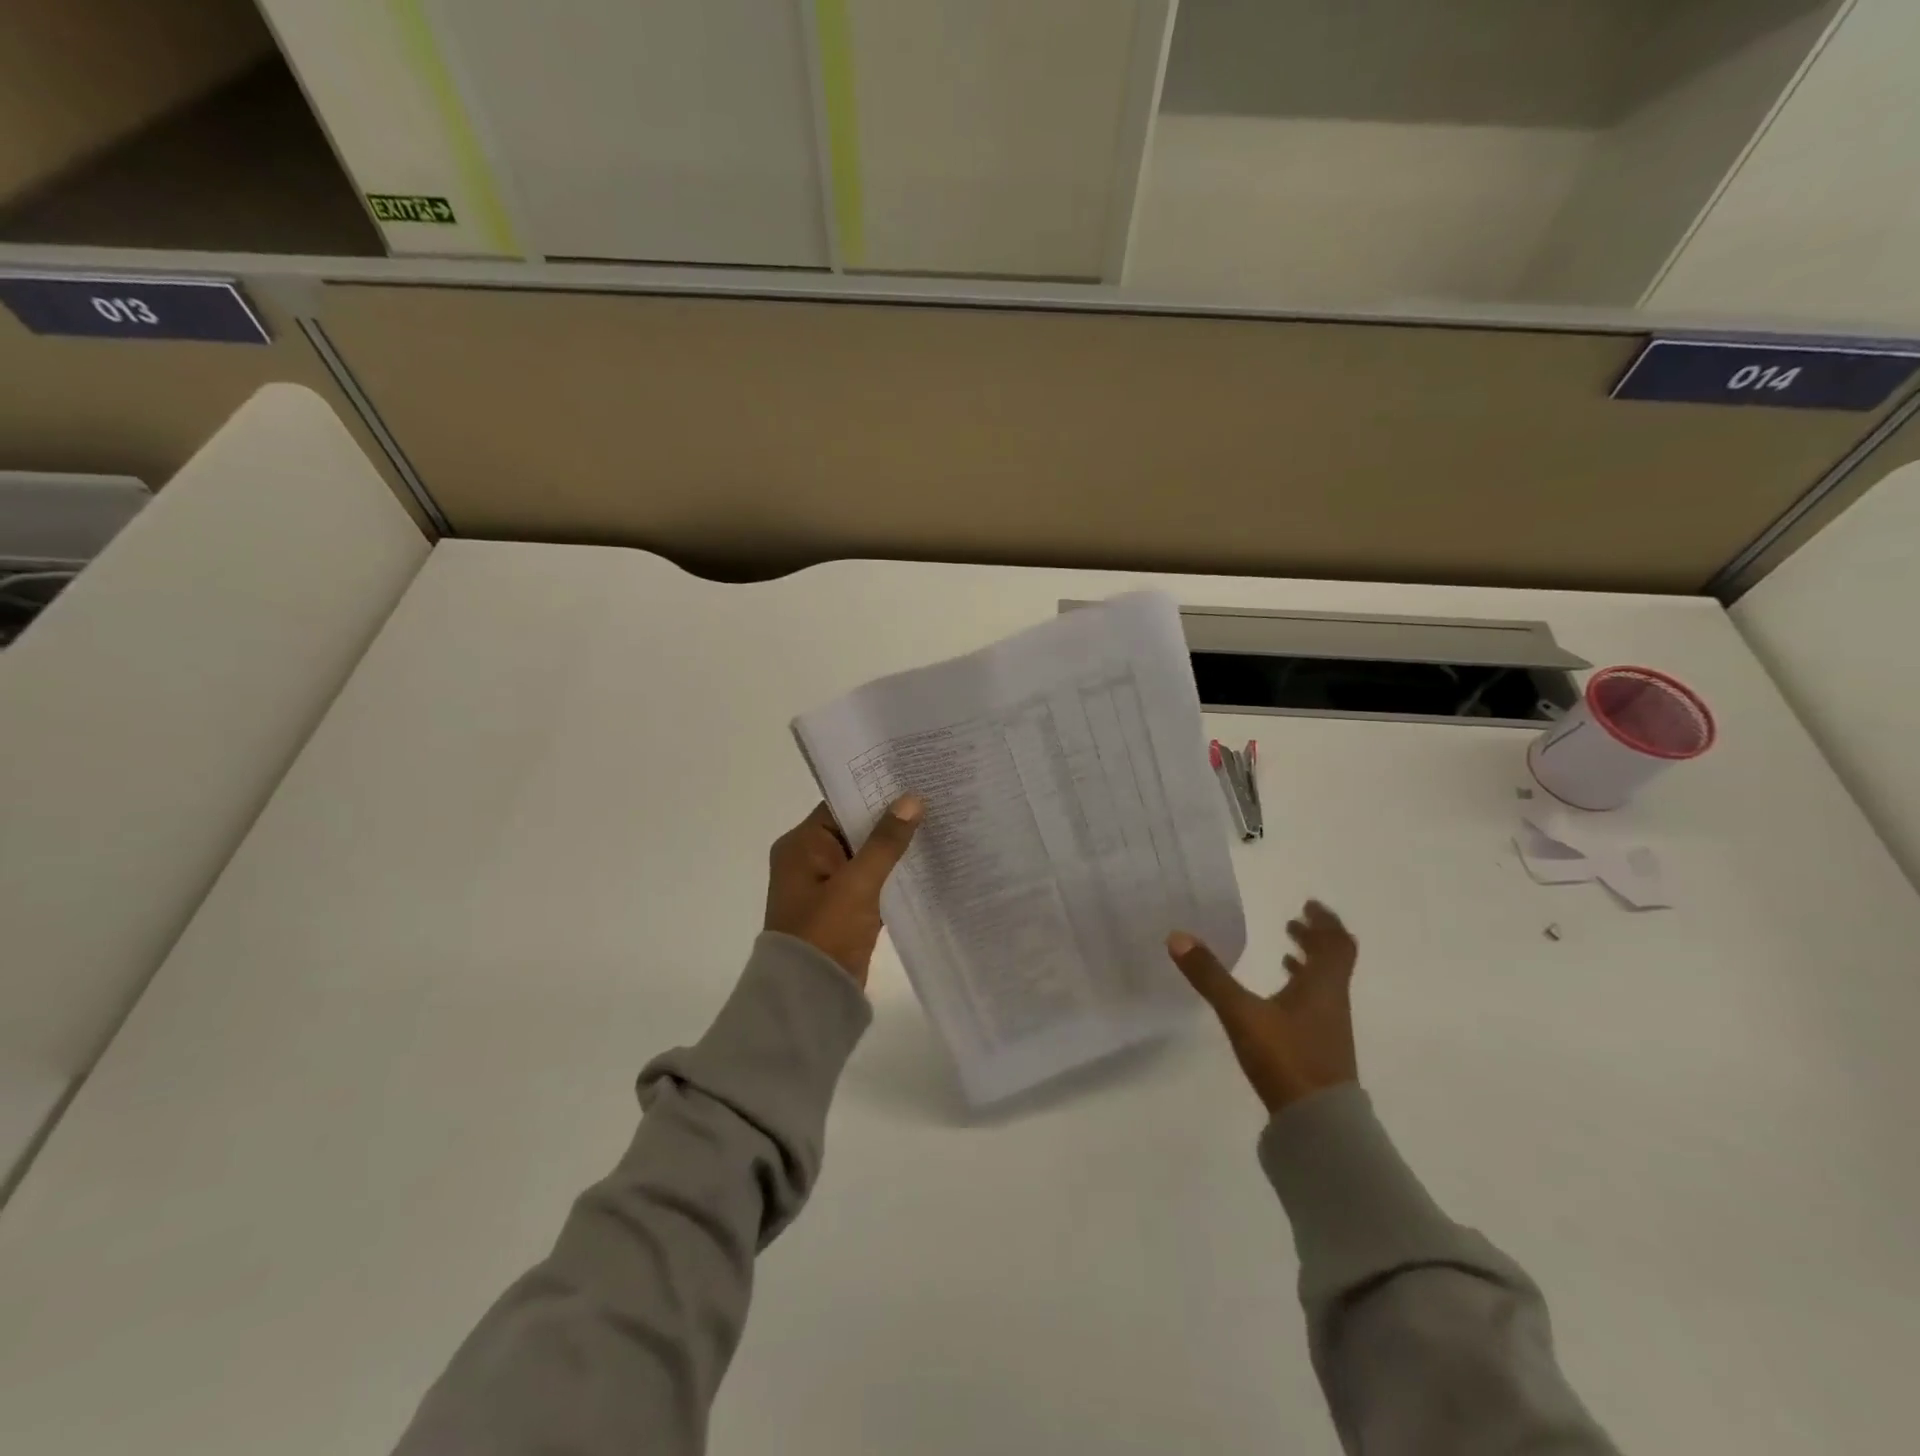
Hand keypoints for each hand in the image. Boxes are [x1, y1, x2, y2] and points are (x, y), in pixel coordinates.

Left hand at [764, 797, 923, 988]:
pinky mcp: (844, 909)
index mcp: (801, 845)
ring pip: (866, 855)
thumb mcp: (858, 883)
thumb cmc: (826, 932)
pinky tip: (926, 863)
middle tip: (932, 796)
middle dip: (890, 818)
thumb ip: (886, 841)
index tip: (910, 777)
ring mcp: (827, 886)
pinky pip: (871, 881)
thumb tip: (911, 799)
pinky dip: (892, 874)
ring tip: (937, 824)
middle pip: (854, 828)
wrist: (810, 998)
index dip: (874, 790)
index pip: (840, 804)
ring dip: (894, 847)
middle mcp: (809, 860)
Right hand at [1167, 900, 1358, 1113]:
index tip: (1309, 906)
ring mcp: (1329, 1028)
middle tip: (1294, 924)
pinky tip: (1279, 1001)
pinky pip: (1315, 1006)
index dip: (1325, 922)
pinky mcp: (1320, 1050)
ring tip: (1286, 953)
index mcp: (1322, 986)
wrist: (1319, 1125)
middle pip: (1333, 962)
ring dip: (1309, 964)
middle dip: (1315, 940)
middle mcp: (1332, 1002)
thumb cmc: (1286, 1058)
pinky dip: (1301, 991)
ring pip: (1325, 985)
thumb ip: (1210, 976)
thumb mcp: (1241, 1013)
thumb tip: (1177, 936)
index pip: (1335, 944)